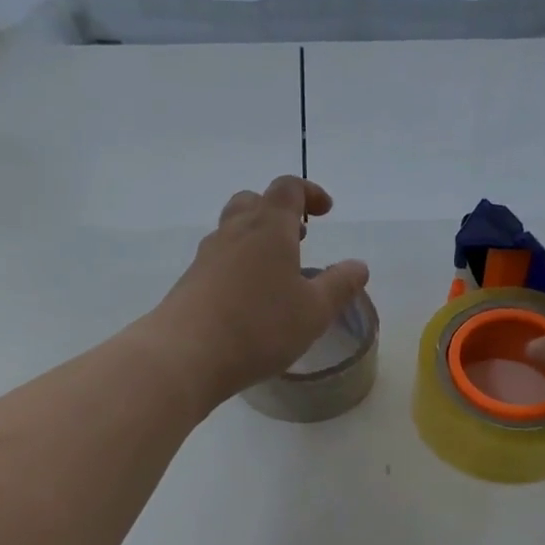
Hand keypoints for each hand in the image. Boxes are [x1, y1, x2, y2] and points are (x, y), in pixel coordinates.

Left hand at [148, 177, 369, 407]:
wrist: (185, 355)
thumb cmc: (260, 326)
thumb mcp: (314, 311)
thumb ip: (340, 285)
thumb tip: (358, 266)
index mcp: (269, 228)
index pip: (288, 188)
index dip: (309, 192)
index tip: (325, 211)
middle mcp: (234, 233)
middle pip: (253, 201)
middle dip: (278, 212)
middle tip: (298, 236)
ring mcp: (207, 256)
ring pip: (232, 230)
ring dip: (256, 239)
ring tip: (276, 271)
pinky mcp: (189, 282)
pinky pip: (219, 260)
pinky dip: (238, 265)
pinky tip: (249, 299)